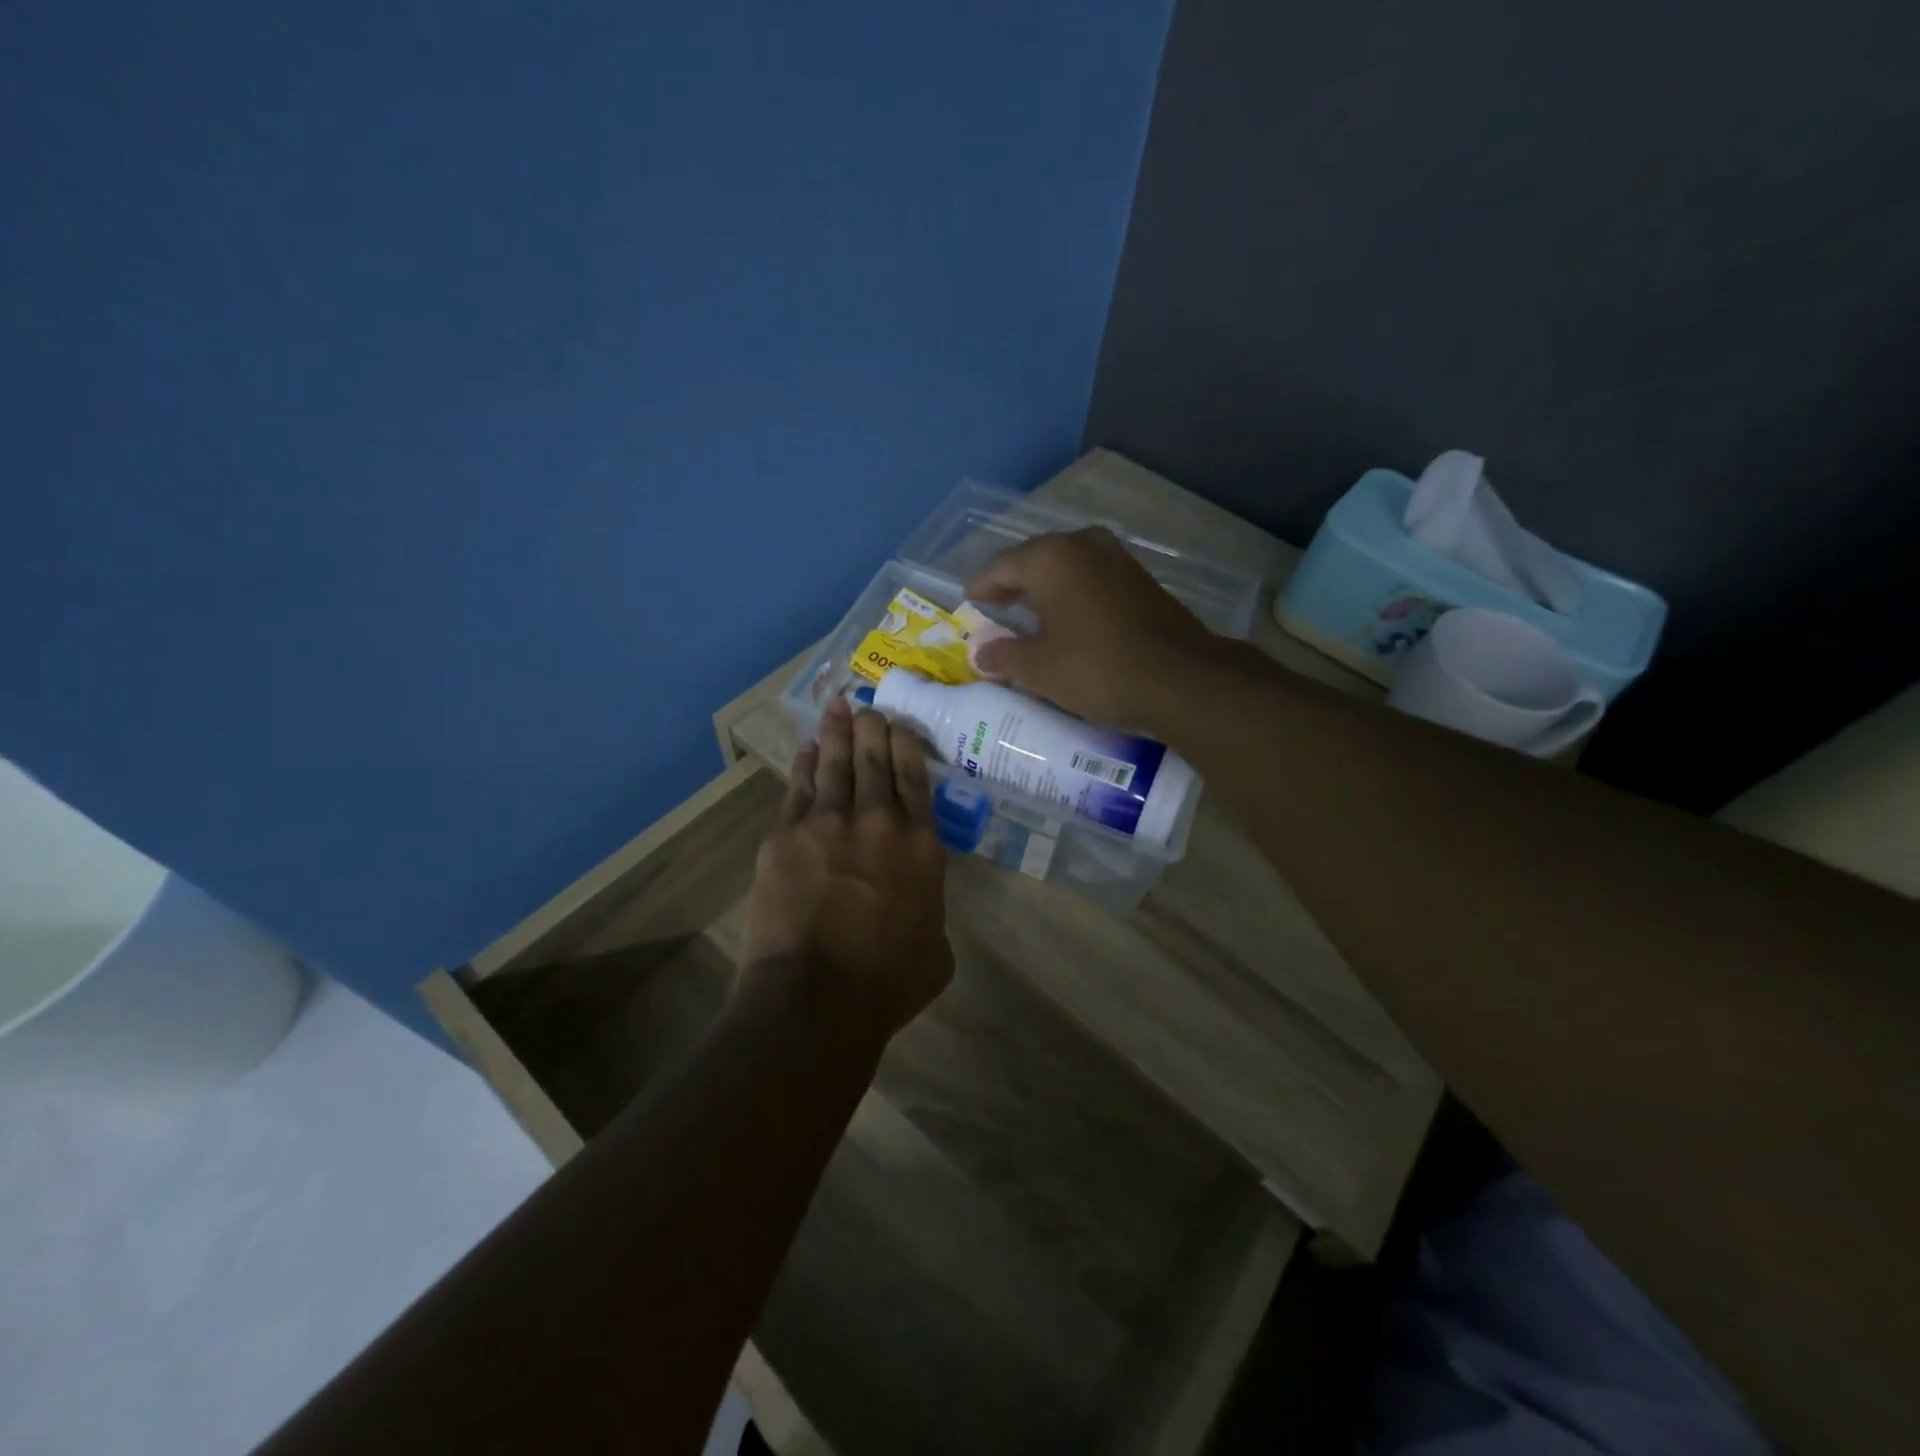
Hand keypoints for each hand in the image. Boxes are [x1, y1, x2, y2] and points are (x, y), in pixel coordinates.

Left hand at [741, 698, 953, 1043]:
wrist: (817, 997)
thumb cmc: (887, 984)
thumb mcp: (936, 952)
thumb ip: (932, 913)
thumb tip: (919, 904)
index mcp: (921, 846)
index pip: (915, 778)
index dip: (908, 745)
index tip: (901, 725)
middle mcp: (878, 821)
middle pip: (875, 759)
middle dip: (873, 728)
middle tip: (869, 707)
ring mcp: (828, 823)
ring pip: (835, 764)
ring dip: (838, 732)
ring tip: (837, 707)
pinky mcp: (786, 836)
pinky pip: (798, 788)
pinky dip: (804, 764)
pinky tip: (806, 748)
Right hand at [965, 527, 1216, 728]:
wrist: (1180, 679)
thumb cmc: (1095, 669)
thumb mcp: (1038, 669)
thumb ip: (1003, 655)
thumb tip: (982, 653)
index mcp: (1050, 558)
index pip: (1001, 566)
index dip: (981, 587)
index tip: (969, 604)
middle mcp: (1083, 545)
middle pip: (1035, 561)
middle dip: (1014, 585)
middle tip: (996, 610)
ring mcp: (1118, 559)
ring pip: (1068, 569)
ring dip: (1046, 590)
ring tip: (1030, 617)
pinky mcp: (1141, 581)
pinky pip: (1093, 581)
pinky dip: (1074, 597)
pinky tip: (1070, 622)